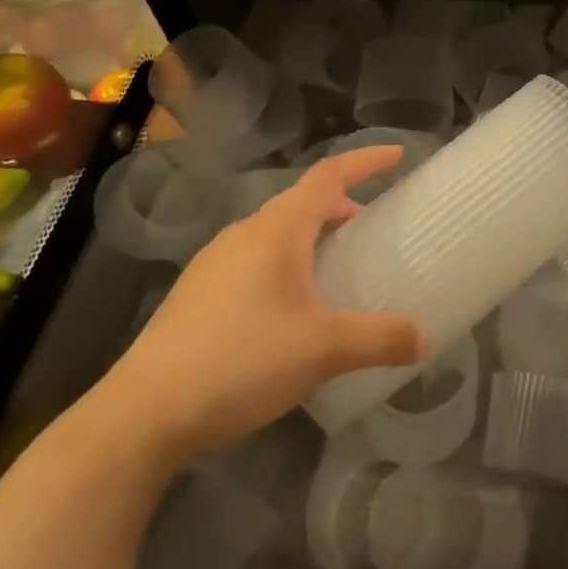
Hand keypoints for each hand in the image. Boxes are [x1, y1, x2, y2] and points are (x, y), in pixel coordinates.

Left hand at [85, 147, 426, 468]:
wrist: (142, 415)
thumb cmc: (240, 361)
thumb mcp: (322, 350)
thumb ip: (380, 339)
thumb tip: (425, 340)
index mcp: (278, 230)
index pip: (329, 175)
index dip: (366, 160)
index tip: (398, 154)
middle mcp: (245, 233)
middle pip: (302, 202)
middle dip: (341, 206)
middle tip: (371, 228)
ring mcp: (214, 262)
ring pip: (275, 232)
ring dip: (311, 237)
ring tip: (335, 269)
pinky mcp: (197, 293)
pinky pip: (253, 259)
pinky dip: (285, 264)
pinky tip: (289, 309)